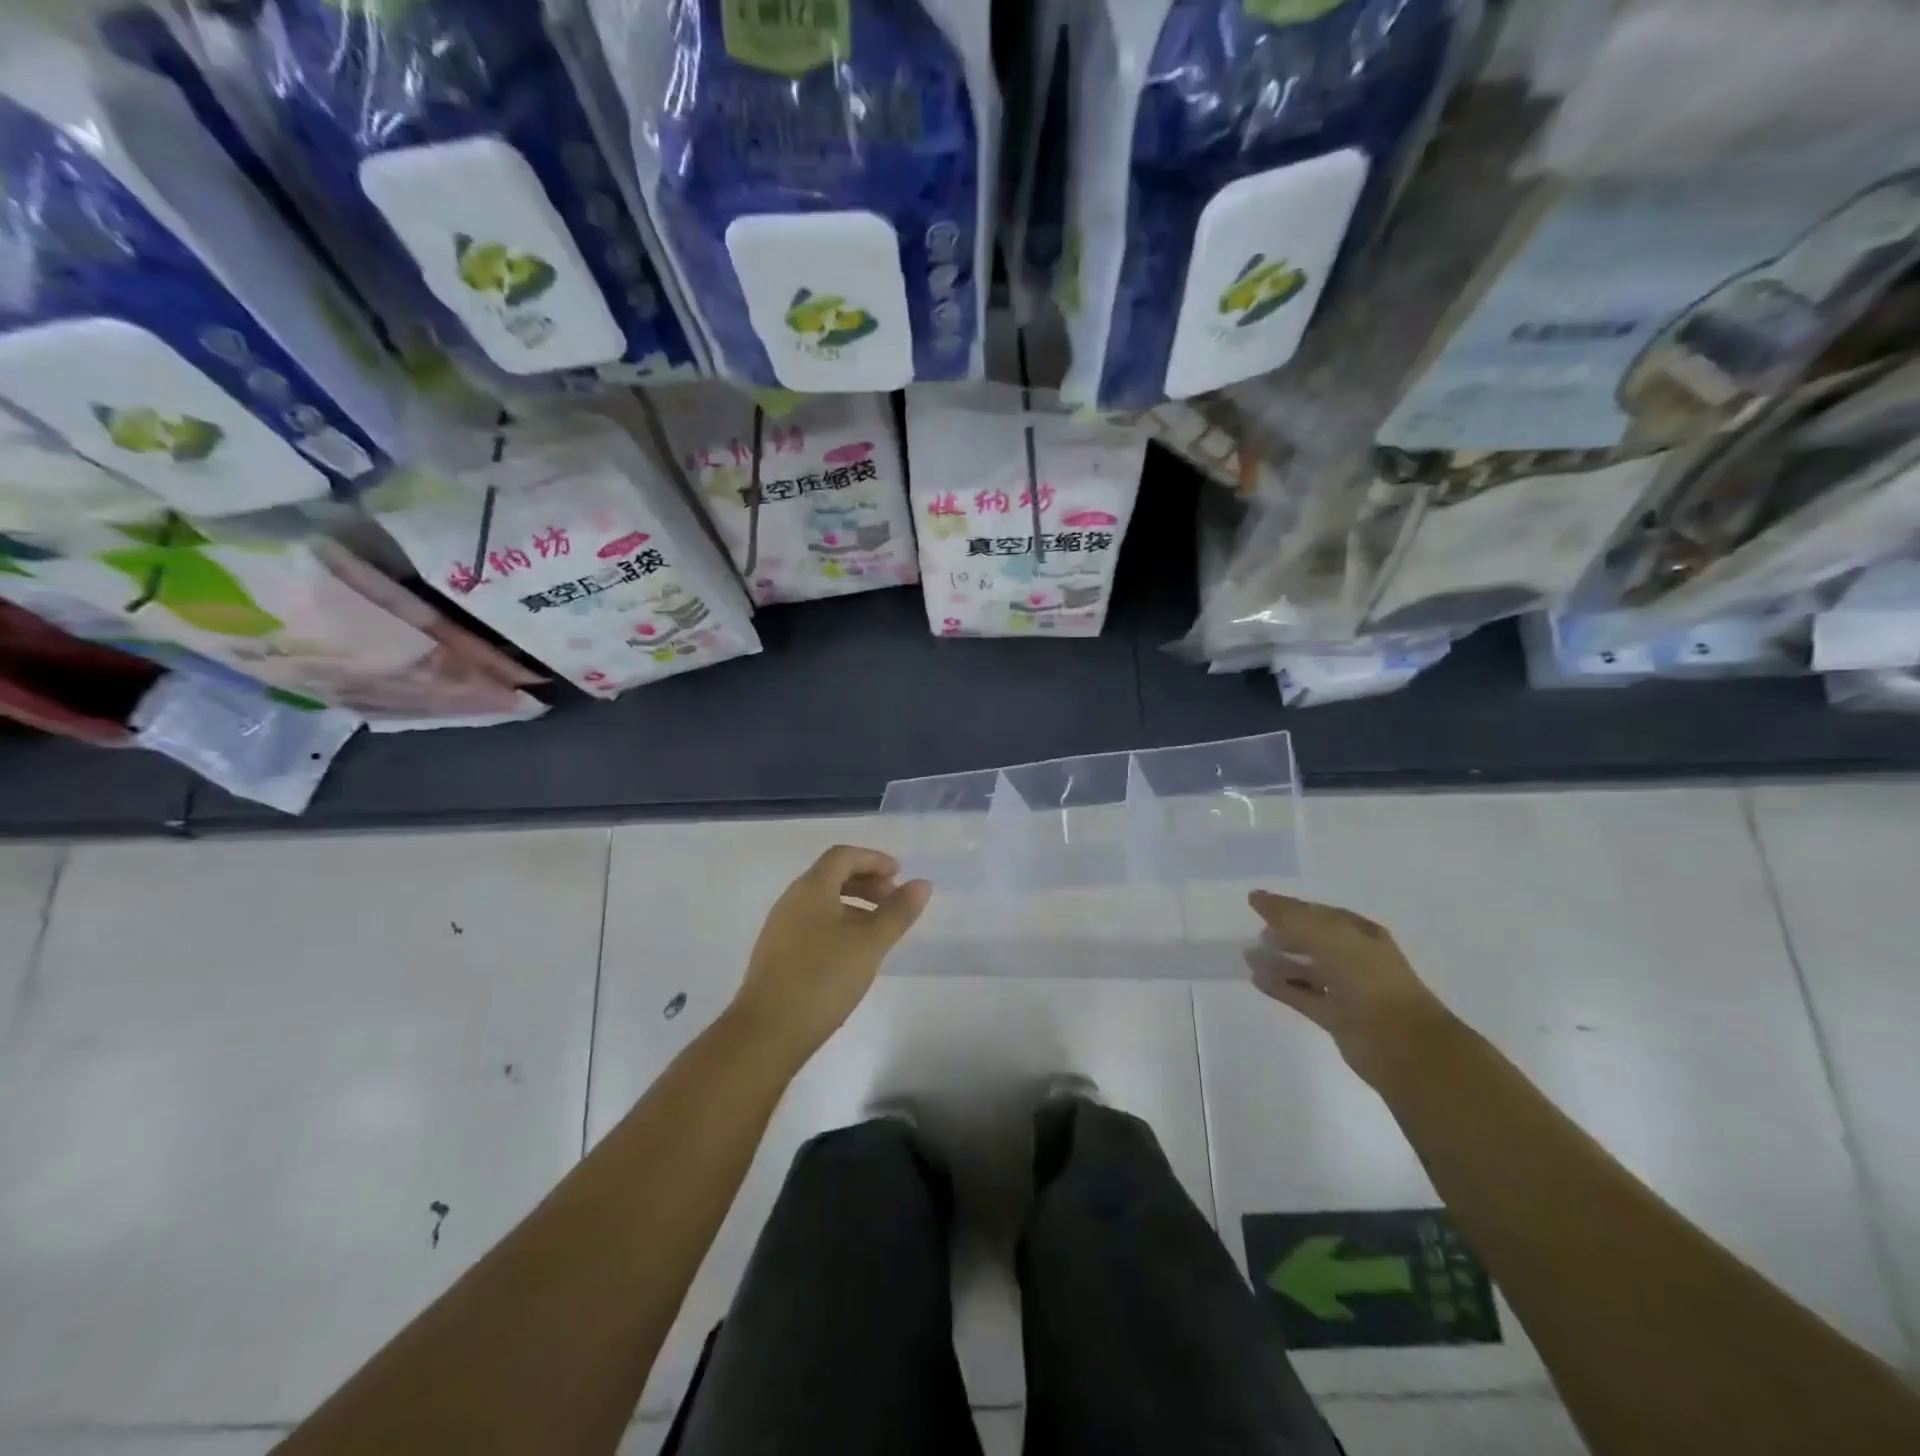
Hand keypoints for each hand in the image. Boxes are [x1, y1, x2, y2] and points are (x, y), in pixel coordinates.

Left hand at [727, 846, 930, 1068]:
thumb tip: (922, 884)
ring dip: (854, 905)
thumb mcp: (870, 944)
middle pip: (832, 876)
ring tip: (879, 930)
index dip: (874, 860)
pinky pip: (812, 923)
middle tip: (894, 902)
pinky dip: (838, 924)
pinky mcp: (777, 954)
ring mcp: (780, 928)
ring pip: (822, 902)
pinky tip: (852, 953)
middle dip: (866, 882)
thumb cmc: (823, 978)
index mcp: (811, 888)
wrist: (766, 1032)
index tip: (899, 876)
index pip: (843, 856)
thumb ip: (897, 912)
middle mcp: (791, 900)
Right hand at [1246, 889, 1455, 1085]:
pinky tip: (1257, 980)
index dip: (1291, 908)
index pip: (1320, 914)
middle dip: (1286, 936)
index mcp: (1361, 934)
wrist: (1399, 1041)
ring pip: (1307, 970)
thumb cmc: (1366, 977)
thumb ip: (1289, 915)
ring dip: (1279, 962)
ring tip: (1249, 957)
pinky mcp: (1336, 1017)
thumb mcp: (1327, 934)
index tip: (1259, 906)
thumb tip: (1256, 896)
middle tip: (1257, 934)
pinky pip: (1302, 996)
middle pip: (1314, 941)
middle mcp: (1356, 959)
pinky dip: (1281, 987)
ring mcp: (1347, 990)